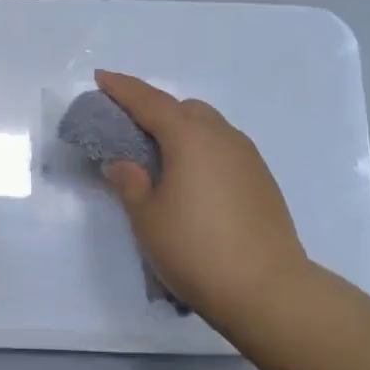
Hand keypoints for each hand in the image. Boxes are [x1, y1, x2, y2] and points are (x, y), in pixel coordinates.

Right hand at [94, 69, 315, 320]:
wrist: (268, 291)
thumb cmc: (196, 250)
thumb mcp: (147, 218)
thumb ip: (130, 183)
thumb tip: (122, 163)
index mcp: (190, 137)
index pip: (149, 101)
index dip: (122, 88)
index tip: (101, 77)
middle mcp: (222, 137)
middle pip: (184, 109)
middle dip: (156, 110)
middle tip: (131, 129)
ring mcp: (248, 158)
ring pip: (209, 128)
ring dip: (182, 131)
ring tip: (162, 159)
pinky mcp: (263, 181)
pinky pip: (224, 149)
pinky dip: (202, 151)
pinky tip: (193, 182)